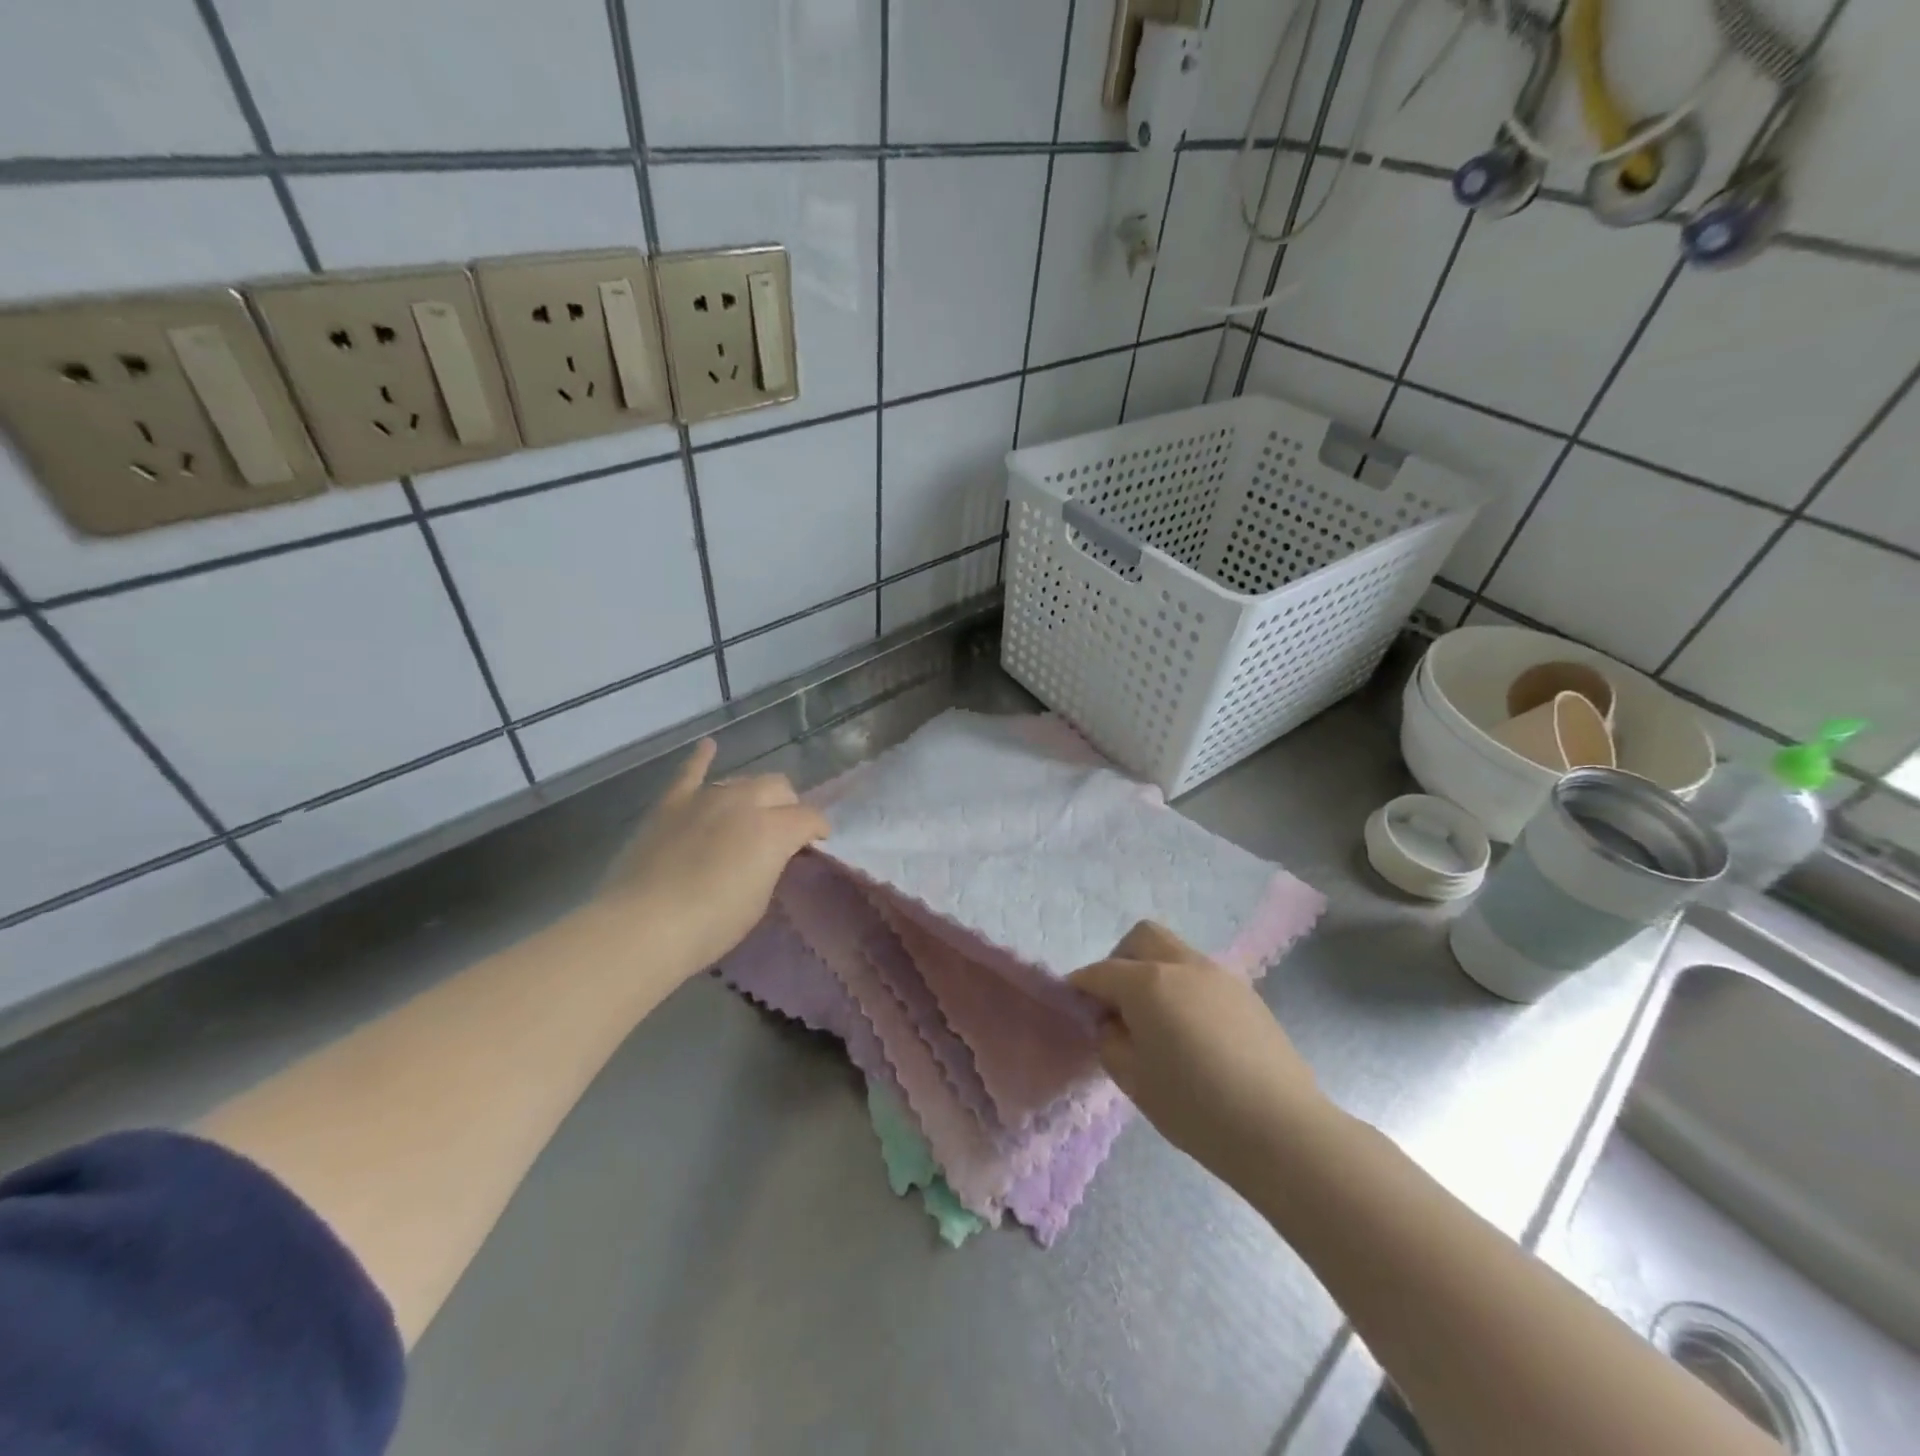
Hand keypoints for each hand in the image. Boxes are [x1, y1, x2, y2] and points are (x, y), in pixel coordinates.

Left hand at [596, 739, 828, 976]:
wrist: (642, 926)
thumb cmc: (711, 924)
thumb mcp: (760, 898)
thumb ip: (772, 863)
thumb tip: (773, 851)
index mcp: (774, 828)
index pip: (810, 817)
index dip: (818, 830)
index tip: (817, 844)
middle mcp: (745, 801)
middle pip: (779, 788)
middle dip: (788, 806)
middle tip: (783, 832)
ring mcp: (706, 797)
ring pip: (742, 781)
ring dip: (753, 794)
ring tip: (751, 813)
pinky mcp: (672, 803)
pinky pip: (690, 771)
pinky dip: (701, 758)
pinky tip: (708, 746)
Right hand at [1070, 922, 1333, 1187]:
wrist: (1281, 1129)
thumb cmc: (1195, 1107)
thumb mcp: (1133, 1080)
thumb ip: (1110, 1040)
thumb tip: (1112, 1021)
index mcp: (1147, 983)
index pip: (1100, 972)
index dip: (1081, 988)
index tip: (1075, 1008)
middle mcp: (1182, 965)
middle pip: (1141, 938)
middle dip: (1120, 961)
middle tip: (1118, 1004)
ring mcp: (1220, 976)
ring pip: (1175, 952)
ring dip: (1155, 972)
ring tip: (1158, 1021)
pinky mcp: (1247, 994)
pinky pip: (1202, 976)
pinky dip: (1184, 989)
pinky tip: (1193, 1033)